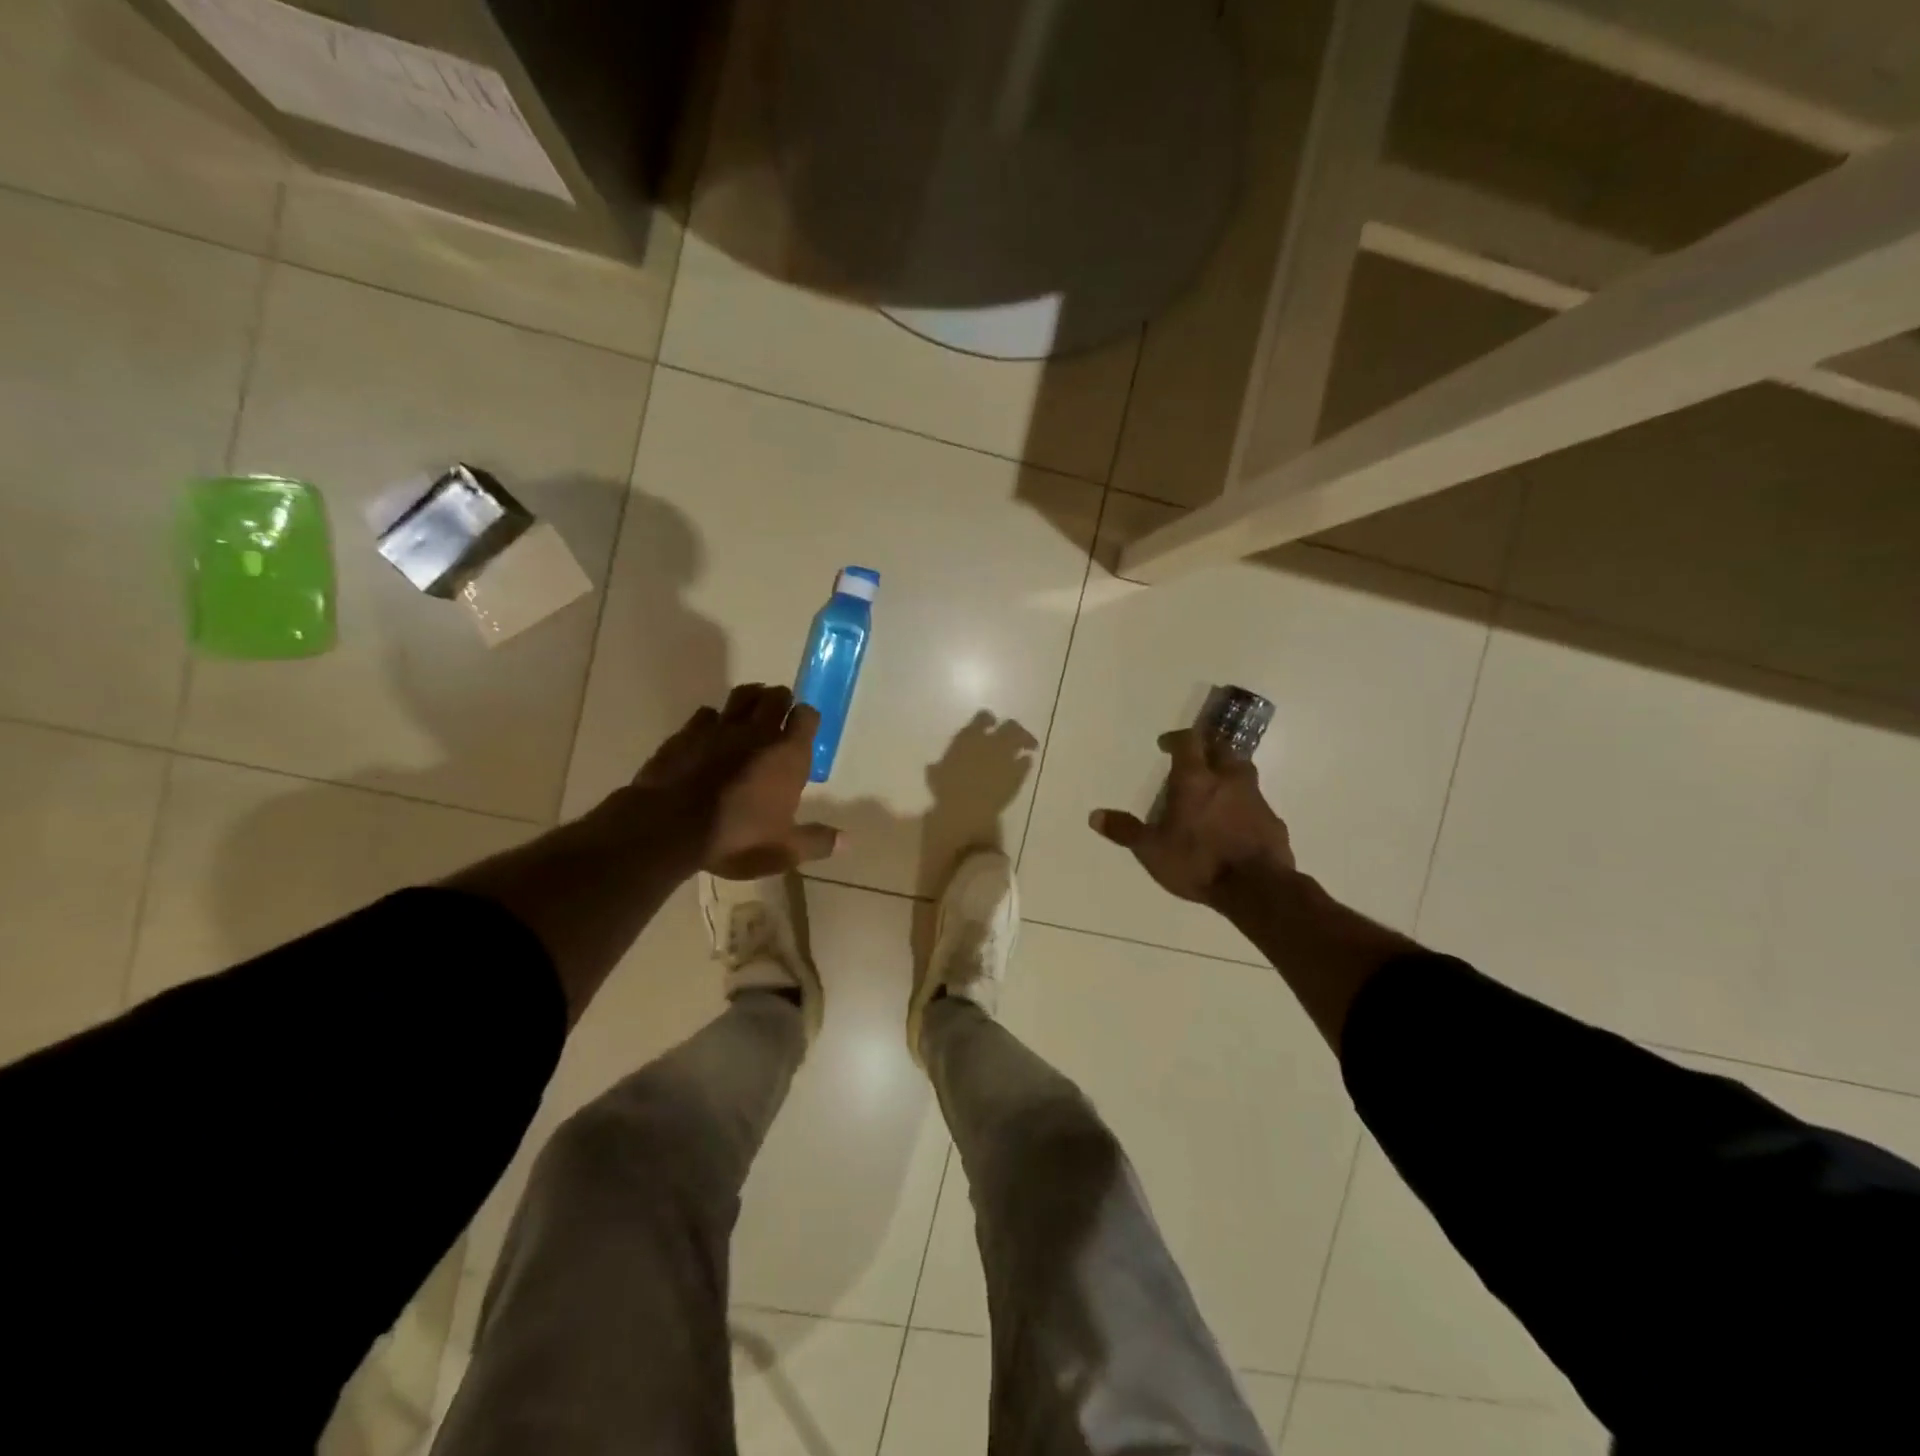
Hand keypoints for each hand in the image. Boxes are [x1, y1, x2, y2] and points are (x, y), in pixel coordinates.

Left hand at [634, 684, 838, 878]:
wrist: (669, 826)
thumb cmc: (737, 836)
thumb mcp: (783, 849)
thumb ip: (816, 841)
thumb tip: (846, 840)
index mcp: (788, 754)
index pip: (807, 716)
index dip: (807, 718)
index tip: (805, 728)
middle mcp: (758, 732)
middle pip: (775, 696)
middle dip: (781, 701)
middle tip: (779, 715)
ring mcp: (720, 728)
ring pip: (742, 696)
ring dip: (751, 699)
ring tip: (751, 711)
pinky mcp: (687, 733)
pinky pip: (706, 713)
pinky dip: (713, 718)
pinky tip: (712, 732)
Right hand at [1089, 728, 1294, 905]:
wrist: (1257, 888)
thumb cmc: (1197, 862)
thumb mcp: (1151, 850)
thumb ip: (1125, 831)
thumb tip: (1094, 816)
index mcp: (1195, 779)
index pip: (1188, 741)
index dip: (1176, 738)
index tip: (1165, 744)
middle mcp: (1228, 779)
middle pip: (1221, 748)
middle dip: (1206, 748)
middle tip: (1193, 759)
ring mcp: (1255, 798)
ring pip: (1243, 772)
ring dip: (1227, 773)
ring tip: (1213, 789)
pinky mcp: (1273, 821)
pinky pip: (1256, 803)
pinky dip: (1243, 804)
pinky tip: (1235, 822)